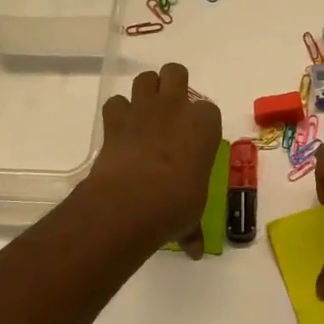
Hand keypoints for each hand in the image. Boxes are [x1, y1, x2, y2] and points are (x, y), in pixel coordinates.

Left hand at [84, 62, 223, 256]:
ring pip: (145, 78)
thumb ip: (193, 229)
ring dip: (146, 91)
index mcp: (205, 125)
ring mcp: (144, 109)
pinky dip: (117, 113)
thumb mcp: (192, 216)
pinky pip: (115, 102)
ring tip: (145, 115)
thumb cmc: (177, 204)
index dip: (201, 123)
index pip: (209, 110)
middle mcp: (176, 108)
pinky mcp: (115, 119)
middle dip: (173, 85)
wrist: (134, 201)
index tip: (195, 141)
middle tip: (170, 112)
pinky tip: (120, 131)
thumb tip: (195, 251)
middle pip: (175, 72)